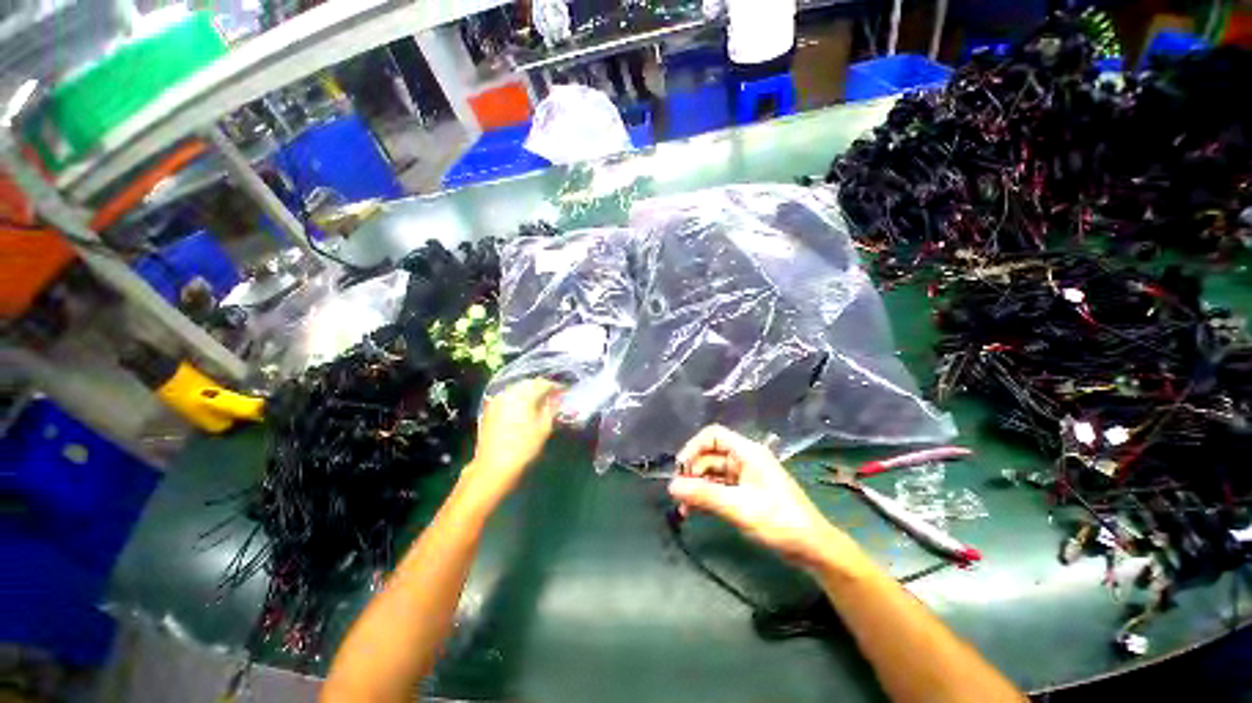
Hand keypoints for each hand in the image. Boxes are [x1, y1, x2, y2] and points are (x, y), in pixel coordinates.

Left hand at [460, 379, 563, 505]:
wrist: (493, 467)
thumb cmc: (524, 448)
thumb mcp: (544, 428)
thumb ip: (552, 408)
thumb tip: (557, 397)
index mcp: (523, 395)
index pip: (543, 383)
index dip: (556, 386)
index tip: (565, 391)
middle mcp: (509, 393)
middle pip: (529, 383)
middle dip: (543, 387)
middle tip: (555, 395)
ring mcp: (498, 400)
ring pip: (518, 388)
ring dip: (531, 391)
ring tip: (542, 401)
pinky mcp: (491, 408)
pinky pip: (509, 395)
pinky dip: (520, 397)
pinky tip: (526, 406)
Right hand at [668, 425, 854, 569]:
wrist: (814, 549)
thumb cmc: (780, 522)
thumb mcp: (739, 508)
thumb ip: (704, 495)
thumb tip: (671, 487)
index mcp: (747, 452)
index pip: (712, 435)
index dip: (693, 448)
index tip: (680, 470)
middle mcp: (745, 459)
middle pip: (709, 455)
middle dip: (692, 472)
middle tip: (680, 495)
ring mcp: (745, 476)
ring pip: (712, 473)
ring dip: (697, 487)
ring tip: (685, 509)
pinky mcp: (746, 492)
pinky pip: (720, 487)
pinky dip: (707, 496)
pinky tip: (696, 511)